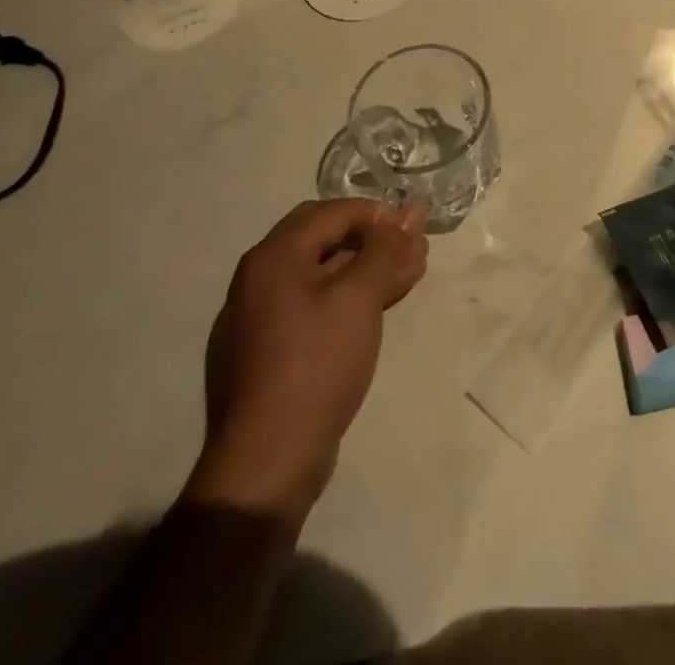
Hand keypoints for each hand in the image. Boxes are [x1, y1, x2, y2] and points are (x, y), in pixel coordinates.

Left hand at [185, 199, 427, 524]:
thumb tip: (408, 214)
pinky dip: (350, 296)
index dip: (376, 214)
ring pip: (324, 274)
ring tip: (411, 272)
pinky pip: (315, 305)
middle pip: (326, 239)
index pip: (331, 212)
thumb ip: (385, 250)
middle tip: (414, 247)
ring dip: (368, 268)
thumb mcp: (358, 298)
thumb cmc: (315, 364)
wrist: (267, 462)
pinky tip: (380, 304)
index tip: (412, 228)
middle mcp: (260, 278)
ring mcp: (261, 317)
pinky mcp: (271, 350)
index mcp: (273, 257)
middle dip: (375, 239)